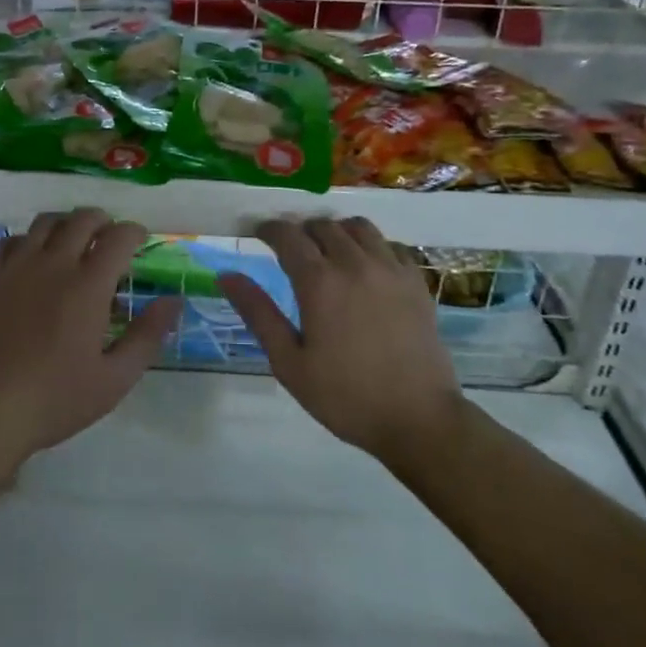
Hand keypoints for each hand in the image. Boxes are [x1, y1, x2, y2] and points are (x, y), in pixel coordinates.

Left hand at [0, 208, 179, 472]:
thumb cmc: (55, 399)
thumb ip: (147, 335)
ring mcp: (18, 267)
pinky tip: (35, 259)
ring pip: (46, 222)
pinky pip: (13, 240)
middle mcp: (54, 263)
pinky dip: (31, 239)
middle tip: (110, 239)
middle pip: (82, 219)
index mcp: (88, 285)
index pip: (118, 237)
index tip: (141, 241)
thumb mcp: (114, 378)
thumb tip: (174, 301)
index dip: (134, 232)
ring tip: (75, 242)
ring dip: (68, 223)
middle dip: (103, 221)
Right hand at [220, 217, 459, 462]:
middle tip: (293, 252)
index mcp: (319, 281)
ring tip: (330, 253)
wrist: (419, 420)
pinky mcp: (416, 281)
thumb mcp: (289, 362)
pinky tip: (368, 268)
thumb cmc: (345, 396)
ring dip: (338, 232)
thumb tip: (226, 275)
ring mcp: (390, 269)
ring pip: (358, 227)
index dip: (269, 229)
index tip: (259, 235)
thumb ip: (258, 313)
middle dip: (302, 231)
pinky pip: (391, 245)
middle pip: (322, 226)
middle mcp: (354, 263)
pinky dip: (373, 246)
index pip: (287, 235)